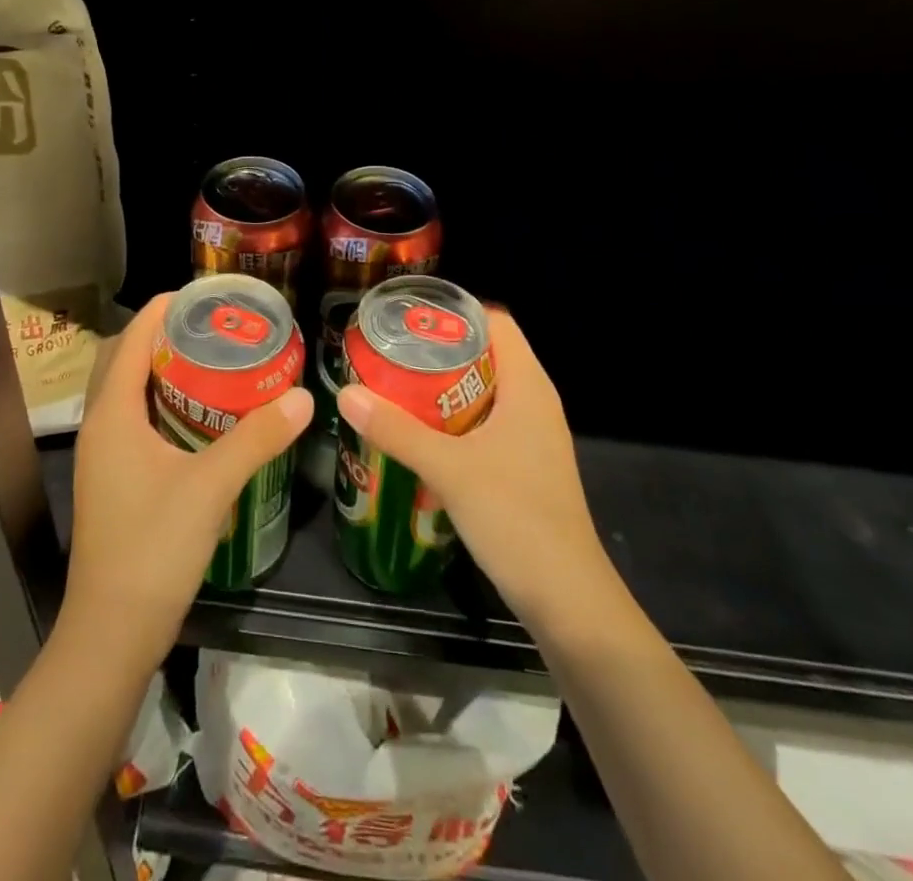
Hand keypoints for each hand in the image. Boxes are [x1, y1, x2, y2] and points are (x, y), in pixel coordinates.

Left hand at [63, 292, 312, 667]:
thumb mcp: (211, 487)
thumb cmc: (153, 549)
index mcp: (113, 415)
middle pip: (125, 360)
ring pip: (129, 393)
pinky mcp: (114, 480)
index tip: (203, 295)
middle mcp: (102, 426)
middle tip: (215, 327)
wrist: (112, 633)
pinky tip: (201, 416)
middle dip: (164, 336)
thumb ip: (257, 438)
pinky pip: (135, 421)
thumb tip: (303, 397)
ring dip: (162, 370)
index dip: (162, 310)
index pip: (130, 340)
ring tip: (213, 360)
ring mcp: (105, 456)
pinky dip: (163, 403)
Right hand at [336, 309, 617, 631]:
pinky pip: (485, 424)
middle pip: (486, 355)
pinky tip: (419, 434)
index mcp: (528, 387)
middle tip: (390, 352)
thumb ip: (396, 430)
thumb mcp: (448, 468)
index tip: (409, 318)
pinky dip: (453, 419)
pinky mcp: (524, 467)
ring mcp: (532, 438)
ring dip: (443, 388)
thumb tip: (346, 393)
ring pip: (483, 392)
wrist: (567, 599)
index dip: (456, 313)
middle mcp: (534, 403)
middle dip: (439, 350)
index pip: (496, 323)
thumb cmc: (516, 517)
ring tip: (395, 386)